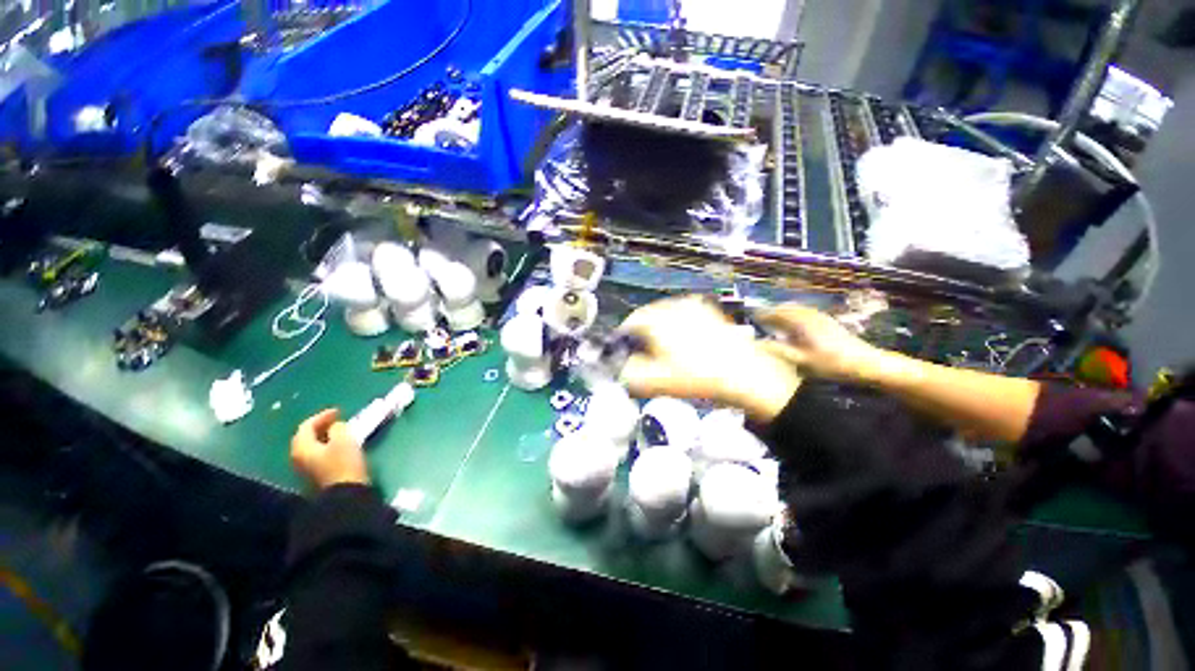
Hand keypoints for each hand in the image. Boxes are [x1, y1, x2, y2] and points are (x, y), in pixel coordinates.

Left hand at [290, 409, 369, 489]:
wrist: (344, 495)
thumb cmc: (343, 464)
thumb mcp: (344, 440)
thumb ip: (338, 428)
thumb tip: (335, 427)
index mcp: (302, 447)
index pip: (306, 426)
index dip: (322, 416)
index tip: (338, 411)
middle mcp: (298, 457)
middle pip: (305, 437)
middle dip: (320, 427)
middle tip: (336, 420)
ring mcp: (305, 469)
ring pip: (311, 447)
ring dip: (323, 437)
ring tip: (339, 432)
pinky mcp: (315, 476)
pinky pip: (317, 455)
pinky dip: (326, 447)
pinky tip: (338, 447)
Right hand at [617, 296, 800, 421]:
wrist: (745, 374)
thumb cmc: (696, 377)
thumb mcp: (656, 381)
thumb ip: (629, 374)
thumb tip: (618, 368)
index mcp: (657, 319)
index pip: (629, 322)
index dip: (623, 338)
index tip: (624, 352)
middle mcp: (673, 306)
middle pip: (647, 315)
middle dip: (641, 333)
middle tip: (644, 353)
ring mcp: (693, 306)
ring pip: (665, 313)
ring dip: (659, 328)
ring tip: (663, 348)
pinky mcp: (709, 311)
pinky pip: (684, 313)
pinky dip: (677, 324)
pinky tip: (684, 340)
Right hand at [755, 303, 883, 382]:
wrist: (867, 363)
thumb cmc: (832, 363)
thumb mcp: (802, 360)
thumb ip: (778, 351)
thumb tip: (757, 344)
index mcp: (801, 322)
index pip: (776, 313)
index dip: (762, 314)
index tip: (751, 316)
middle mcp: (809, 315)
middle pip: (786, 307)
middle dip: (772, 311)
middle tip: (760, 319)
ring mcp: (820, 317)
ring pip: (796, 309)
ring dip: (783, 312)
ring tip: (773, 321)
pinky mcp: (827, 322)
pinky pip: (804, 312)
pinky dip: (793, 315)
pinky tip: (793, 326)